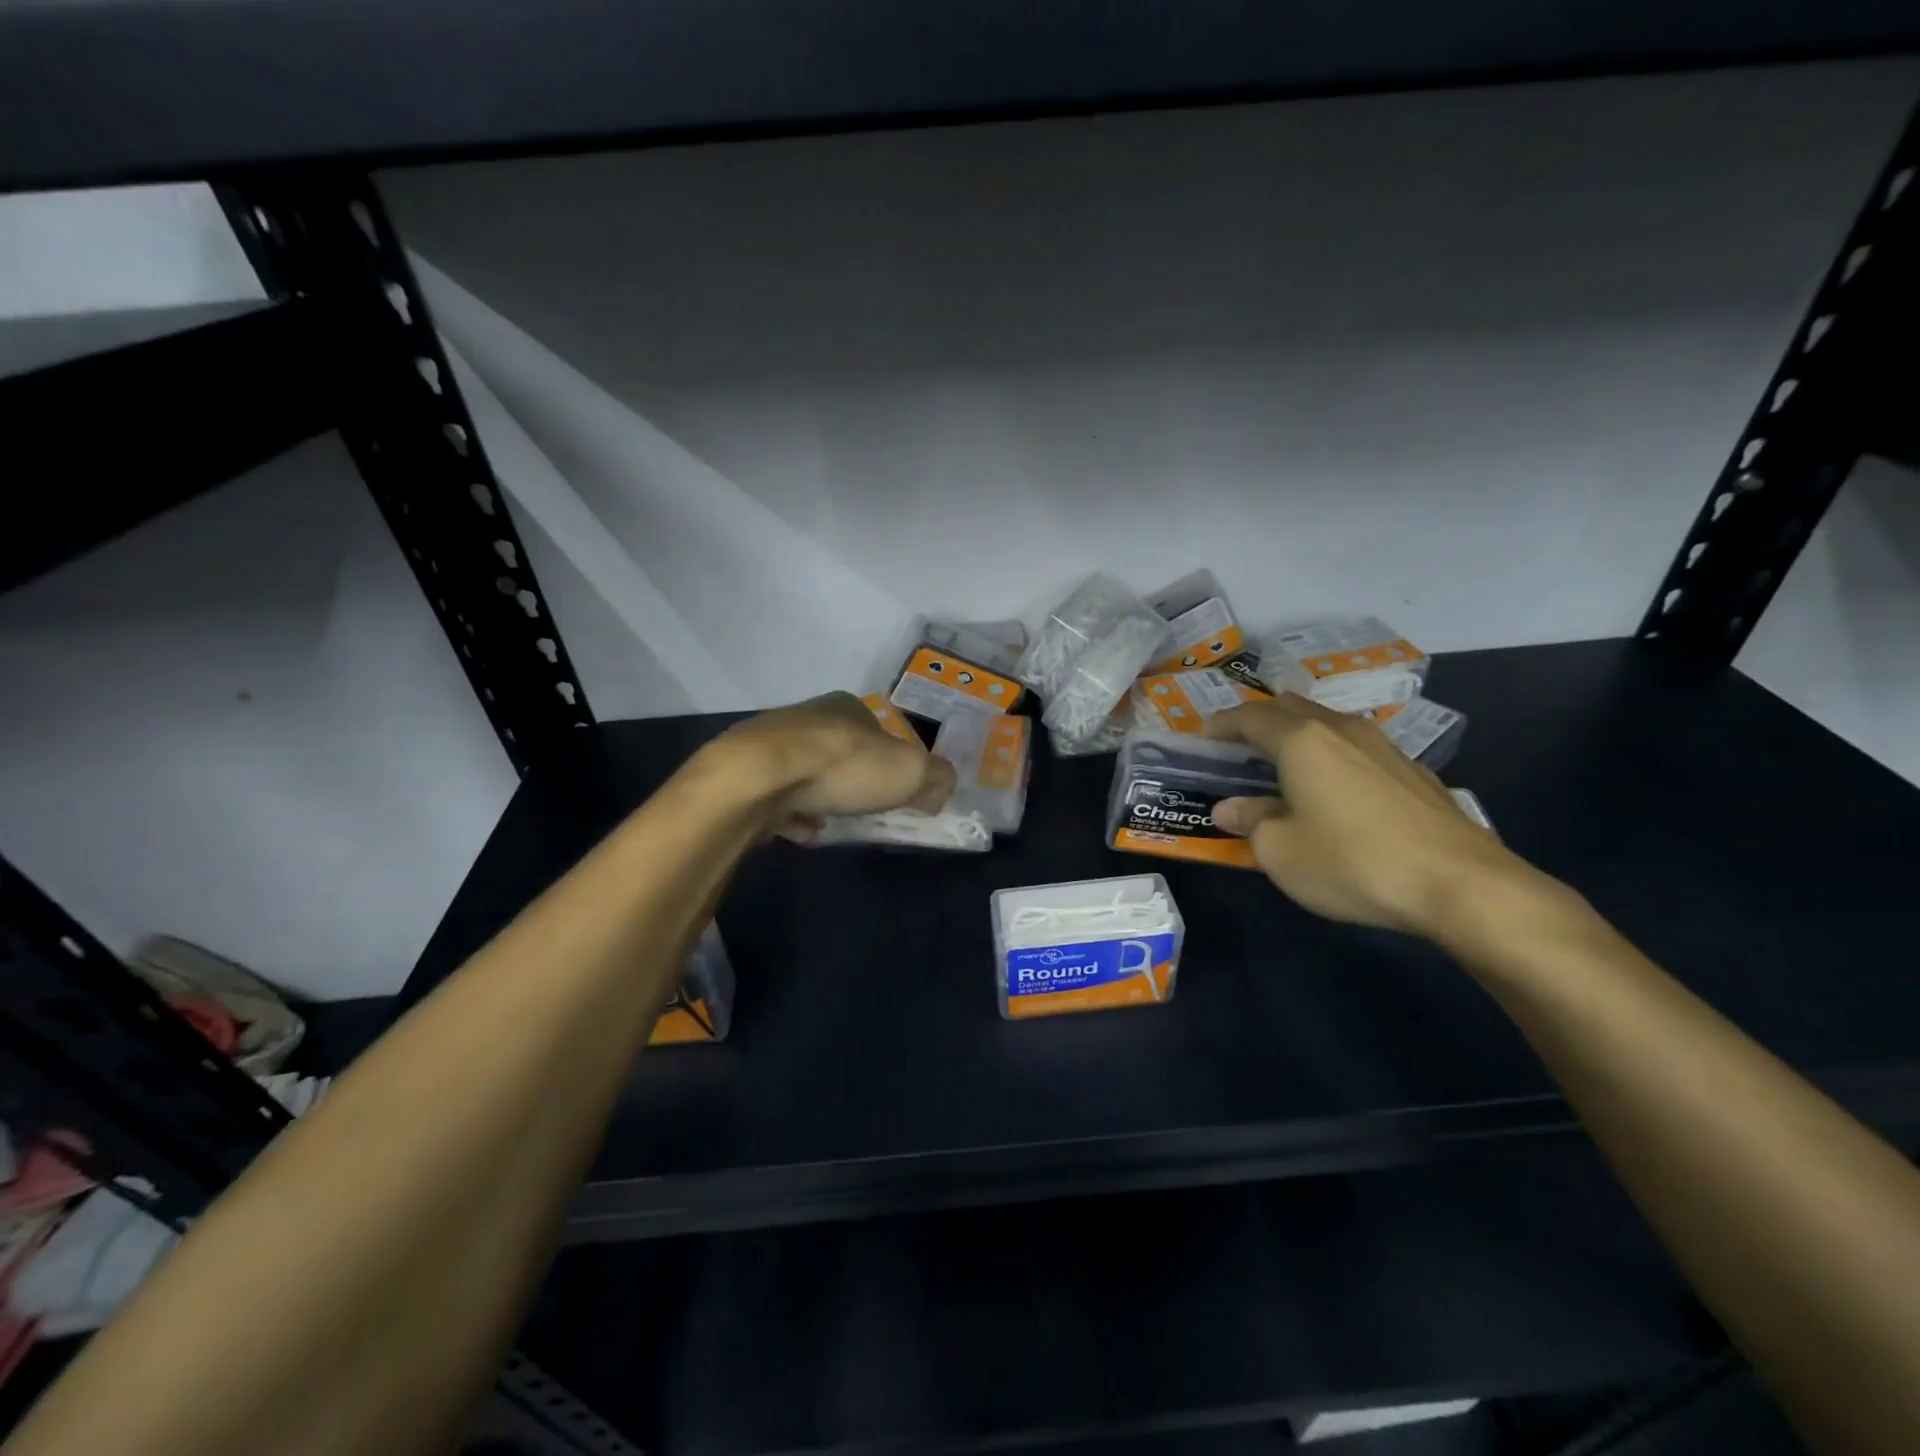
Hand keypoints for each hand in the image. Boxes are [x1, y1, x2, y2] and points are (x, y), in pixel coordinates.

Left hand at [702, 691, 956, 839]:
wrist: (758, 778)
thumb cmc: (842, 766)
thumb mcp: (910, 772)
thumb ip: (936, 778)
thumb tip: (939, 791)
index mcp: (848, 706)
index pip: (879, 730)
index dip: (892, 761)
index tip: (897, 791)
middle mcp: (808, 716)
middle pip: (841, 752)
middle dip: (855, 782)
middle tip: (866, 811)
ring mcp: (771, 743)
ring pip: (807, 774)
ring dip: (822, 800)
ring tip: (832, 825)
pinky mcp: (744, 773)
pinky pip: (777, 797)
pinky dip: (791, 815)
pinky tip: (800, 831)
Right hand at [1206, 694, 1518, 937]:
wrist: (1460, 884)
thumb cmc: (1352, 862)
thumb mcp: (1281, 851)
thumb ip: (1250, 821)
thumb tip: (1230, 808)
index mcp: (1301, 741)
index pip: (1249, 717)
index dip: (1220, 725)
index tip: (1201, 740)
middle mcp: (1341, 730)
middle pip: (1290, 709)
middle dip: (1258, 723)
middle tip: (1238, 750)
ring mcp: (1383, 746)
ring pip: (1326, 725)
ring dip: (1297, 738)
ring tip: (1282, 768)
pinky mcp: (1412, 771)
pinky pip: (1355, 748)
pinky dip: (1330, 757)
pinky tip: (1333, 791)